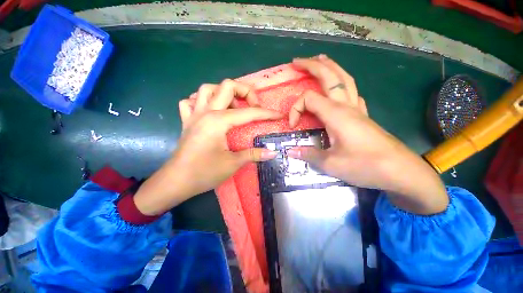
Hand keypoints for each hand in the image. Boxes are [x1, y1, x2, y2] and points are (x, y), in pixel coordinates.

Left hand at [134, 79, 281, 215]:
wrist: (175, 182)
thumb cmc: (204, 173)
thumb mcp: (233, 164)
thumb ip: (253, 154)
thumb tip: (273, 153)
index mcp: (218, 121)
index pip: (249, 113)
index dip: (267, 114)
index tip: (279, 115)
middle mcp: (206, 112)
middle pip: (227, 86)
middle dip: (246, 92)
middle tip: (253, 106)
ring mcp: (194, 115)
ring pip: (207, 89)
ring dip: (223, 93)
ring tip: (232, 107)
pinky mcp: (187, 121)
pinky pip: (190, 101)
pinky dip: (201, 101)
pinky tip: (209, 110)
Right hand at [287, 55, 447, 214]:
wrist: (400, 171)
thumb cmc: (365, 166)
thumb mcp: (330, 163)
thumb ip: (308, 154)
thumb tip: (291, 151)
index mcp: (336, 114)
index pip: (308, 99)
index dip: (295, 110)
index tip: (293, 127)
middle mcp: (347, 106)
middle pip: (330, 76)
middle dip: (312, 66)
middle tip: (297, 62)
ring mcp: (357, 109)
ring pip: (344, 79)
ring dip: (330, 68)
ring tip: (319, 61)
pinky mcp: (363, 116)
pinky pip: (352, 92)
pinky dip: (343, 84)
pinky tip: (339, 88)